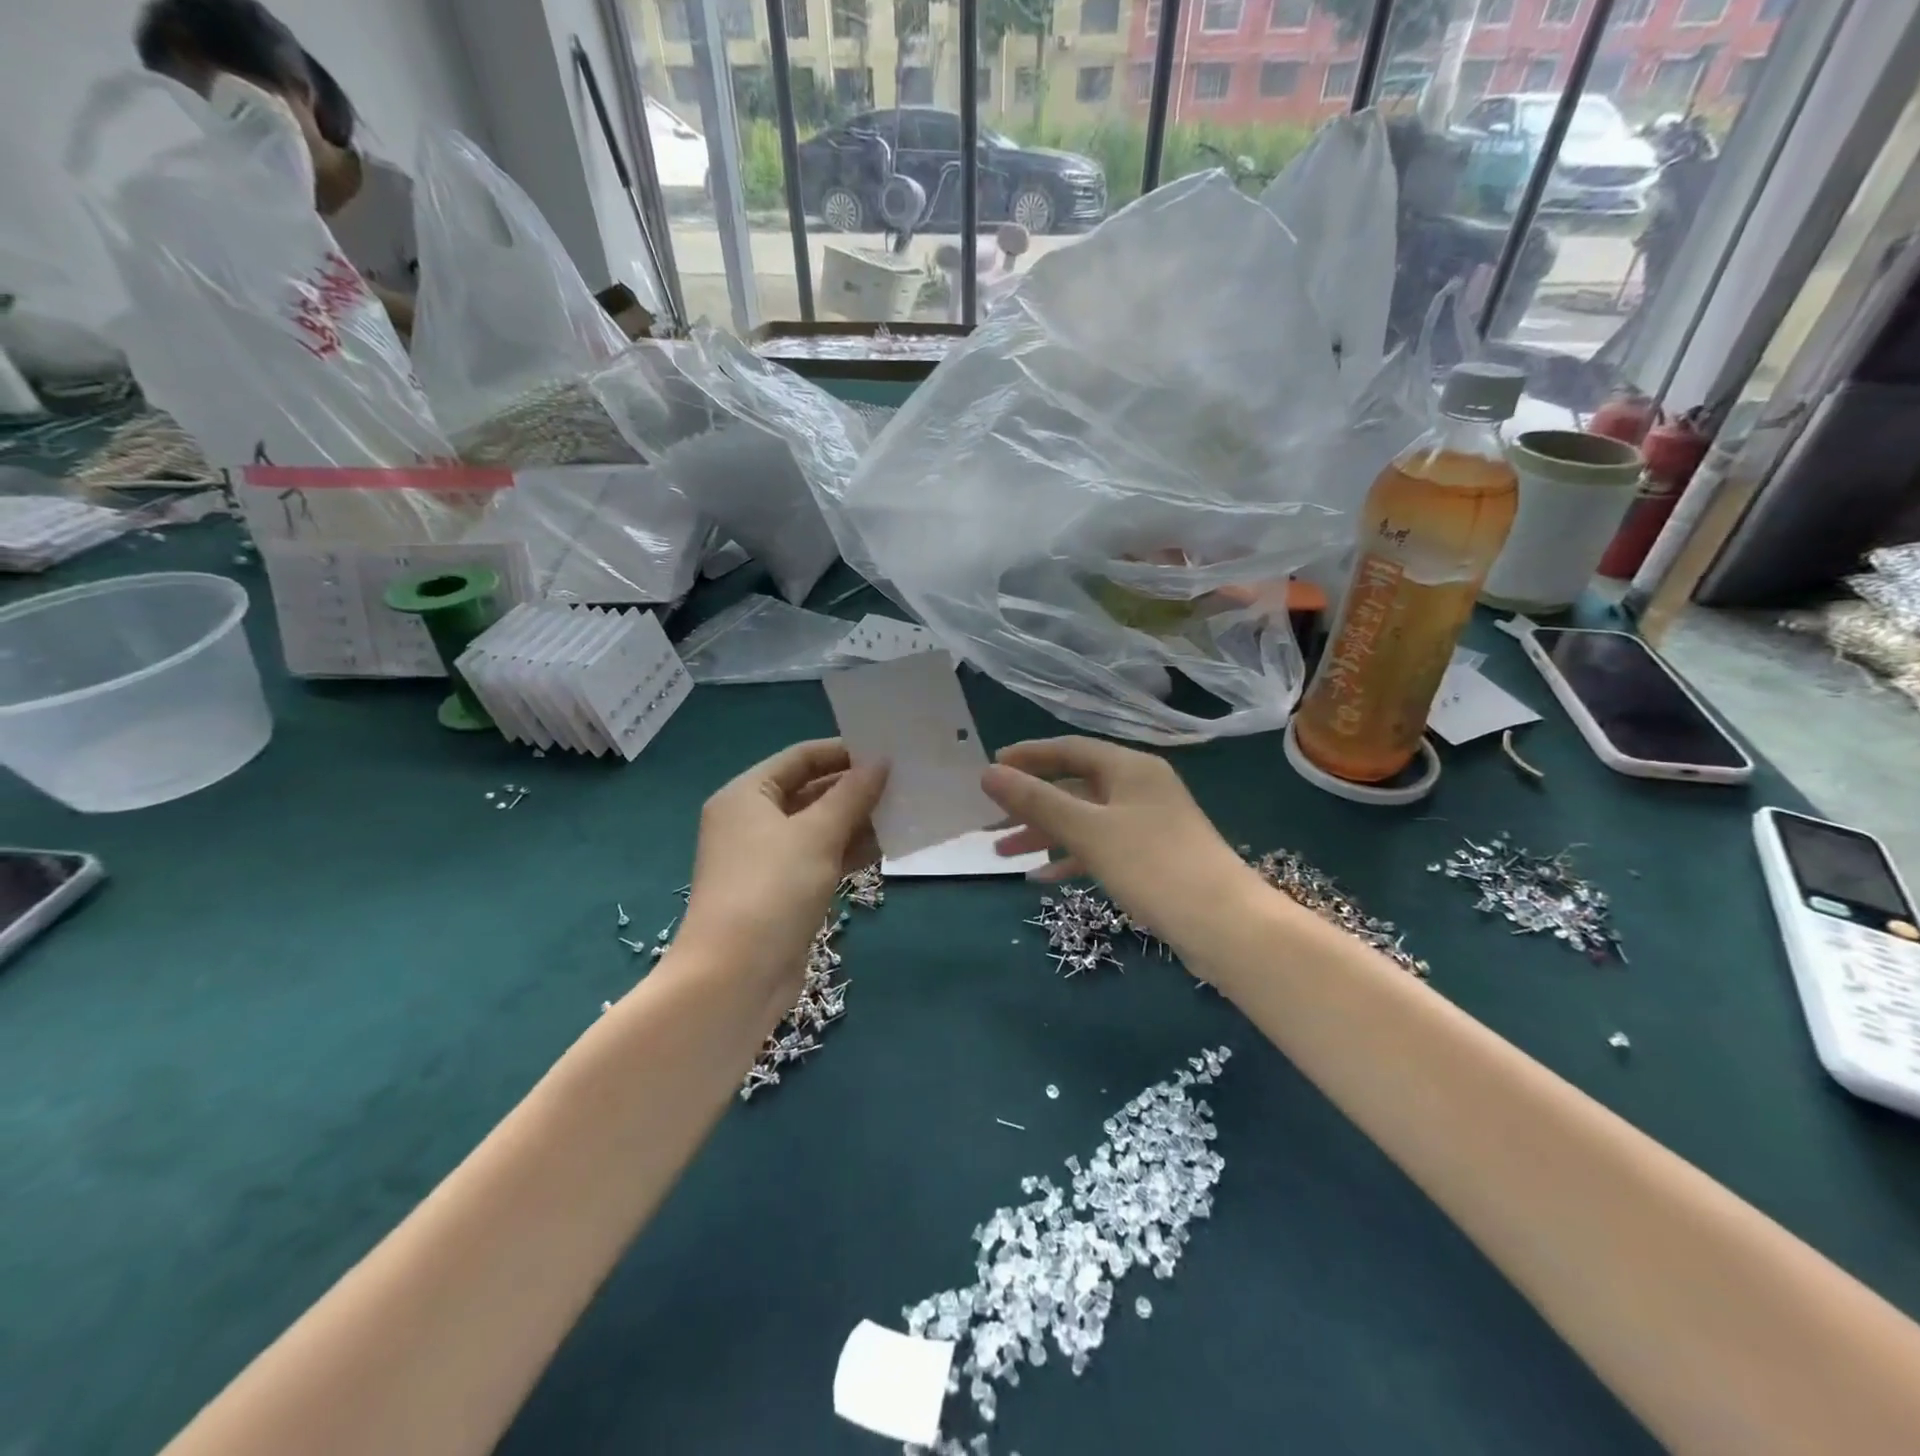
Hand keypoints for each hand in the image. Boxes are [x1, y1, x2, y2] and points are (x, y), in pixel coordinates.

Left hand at [678, 740, 885, 994]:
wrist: (736, 977)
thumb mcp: (817, 835)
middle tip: (905, 781)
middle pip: (810, 791)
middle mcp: (753, 821)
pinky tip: (887, 848)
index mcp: (747, 795)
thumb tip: (881, 761)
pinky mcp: (784, 891)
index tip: (887, 751)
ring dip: (858, 821)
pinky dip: (850, 851)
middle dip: (855, 788)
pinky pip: (821, 858)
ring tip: (905, 811)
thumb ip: (852, 795)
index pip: (800, 758)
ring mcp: (768, 859)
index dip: (843, 751)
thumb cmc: (772, 890)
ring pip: (819, 827)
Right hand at [982, 737, 1260, 955]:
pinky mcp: (1151, 859)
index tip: (991, 769)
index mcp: (1130, 768)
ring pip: (1084, 820)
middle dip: (1031, 803)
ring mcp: (1148, 825)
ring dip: (1045, 833)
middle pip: (1074, 786)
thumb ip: (1037, 801)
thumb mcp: (1088, 830)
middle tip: (990, 820)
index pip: (1069, 749)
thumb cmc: (1153, 865)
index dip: (1028, 756)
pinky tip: (1041, 878)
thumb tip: (988, 773)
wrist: (1225, 926)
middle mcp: (1140, 788)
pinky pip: (1100, 848)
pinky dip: (1071, 858)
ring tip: (1003, 853)